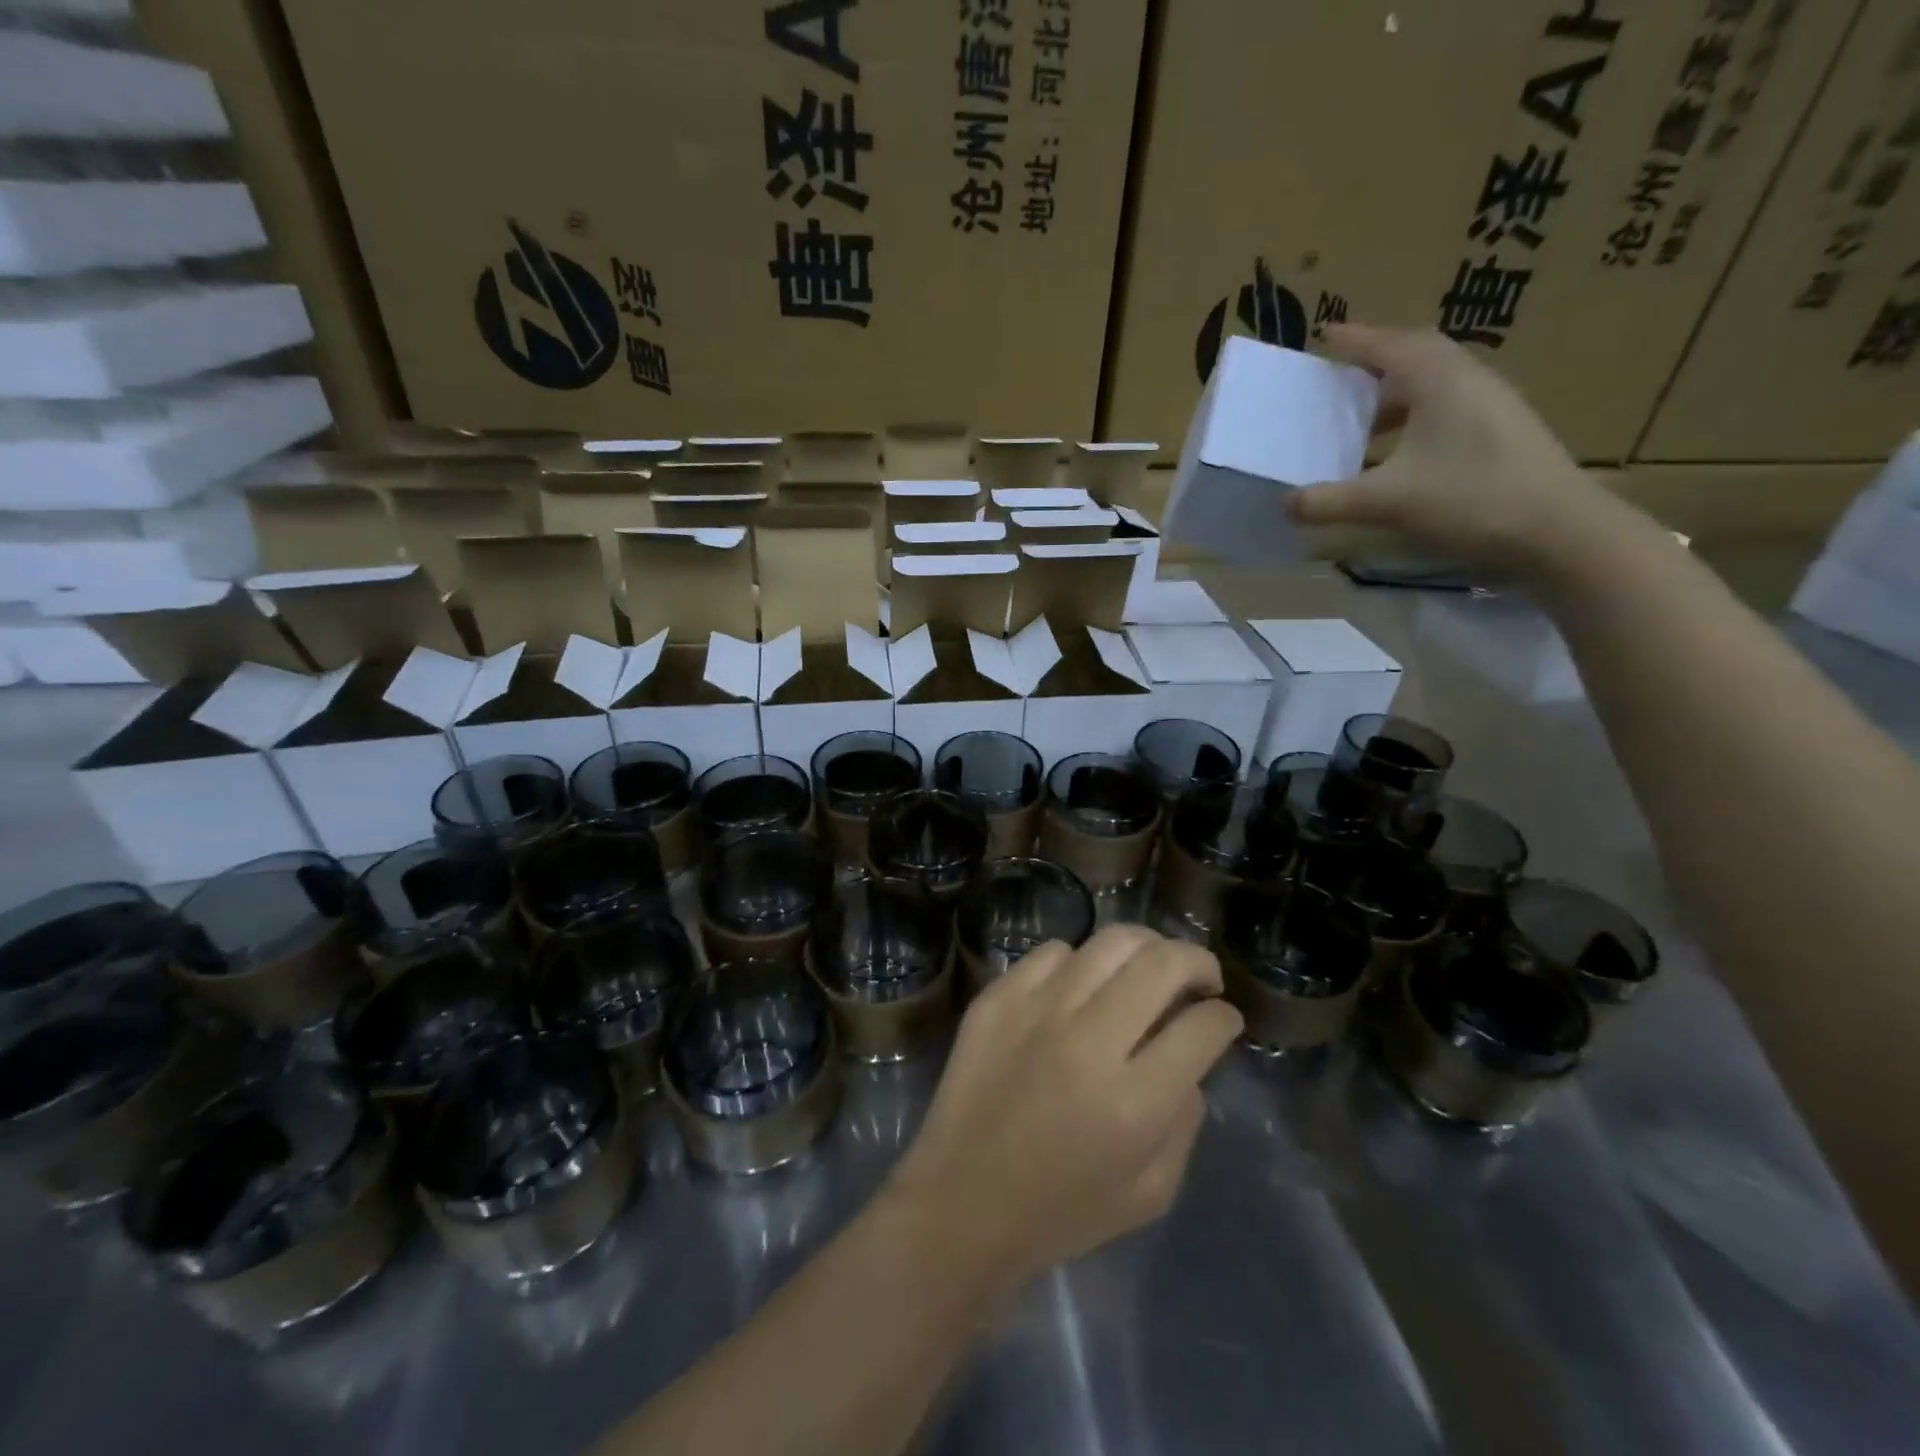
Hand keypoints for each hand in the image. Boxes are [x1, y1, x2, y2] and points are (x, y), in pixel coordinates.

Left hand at [883, 927, 1241, 1289]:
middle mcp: (1088, 1041)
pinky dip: (1080, 962)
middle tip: (1202, 976)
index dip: (1225, 1017)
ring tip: (1149, 965)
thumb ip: (1185, 1121)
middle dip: (1197, 961)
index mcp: (1134, 1101)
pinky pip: (1053, 952)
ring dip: (1145, 948)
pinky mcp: (998, 998)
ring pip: (1109, 942)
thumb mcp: (1151, 1192)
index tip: (1223, 1017)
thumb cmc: (1062, 1211)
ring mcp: (1037, 1010)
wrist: (962, 1202)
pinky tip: (1082, 985)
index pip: (1202, 1027)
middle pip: (1161, 964)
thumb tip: (1190, 1060)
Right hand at [1287, 324, 1637, 576]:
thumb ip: (1330, 502)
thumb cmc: (1469, 499)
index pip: (1390, 346)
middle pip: (1418, 355)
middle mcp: (1468, 380)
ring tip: (1364, 421)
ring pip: (1435, 383)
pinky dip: (1416, 417)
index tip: (1326, 334)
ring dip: (1397, 394)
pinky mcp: (1503, 431)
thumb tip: (1284, 504)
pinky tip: (1399, 452)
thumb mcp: (1386, 502)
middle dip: (1377, 362)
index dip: (1355, 340)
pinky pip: (1449, 406)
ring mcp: (1492, 405)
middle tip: (1342, 377)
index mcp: (1439, 381)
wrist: (1557, 530)